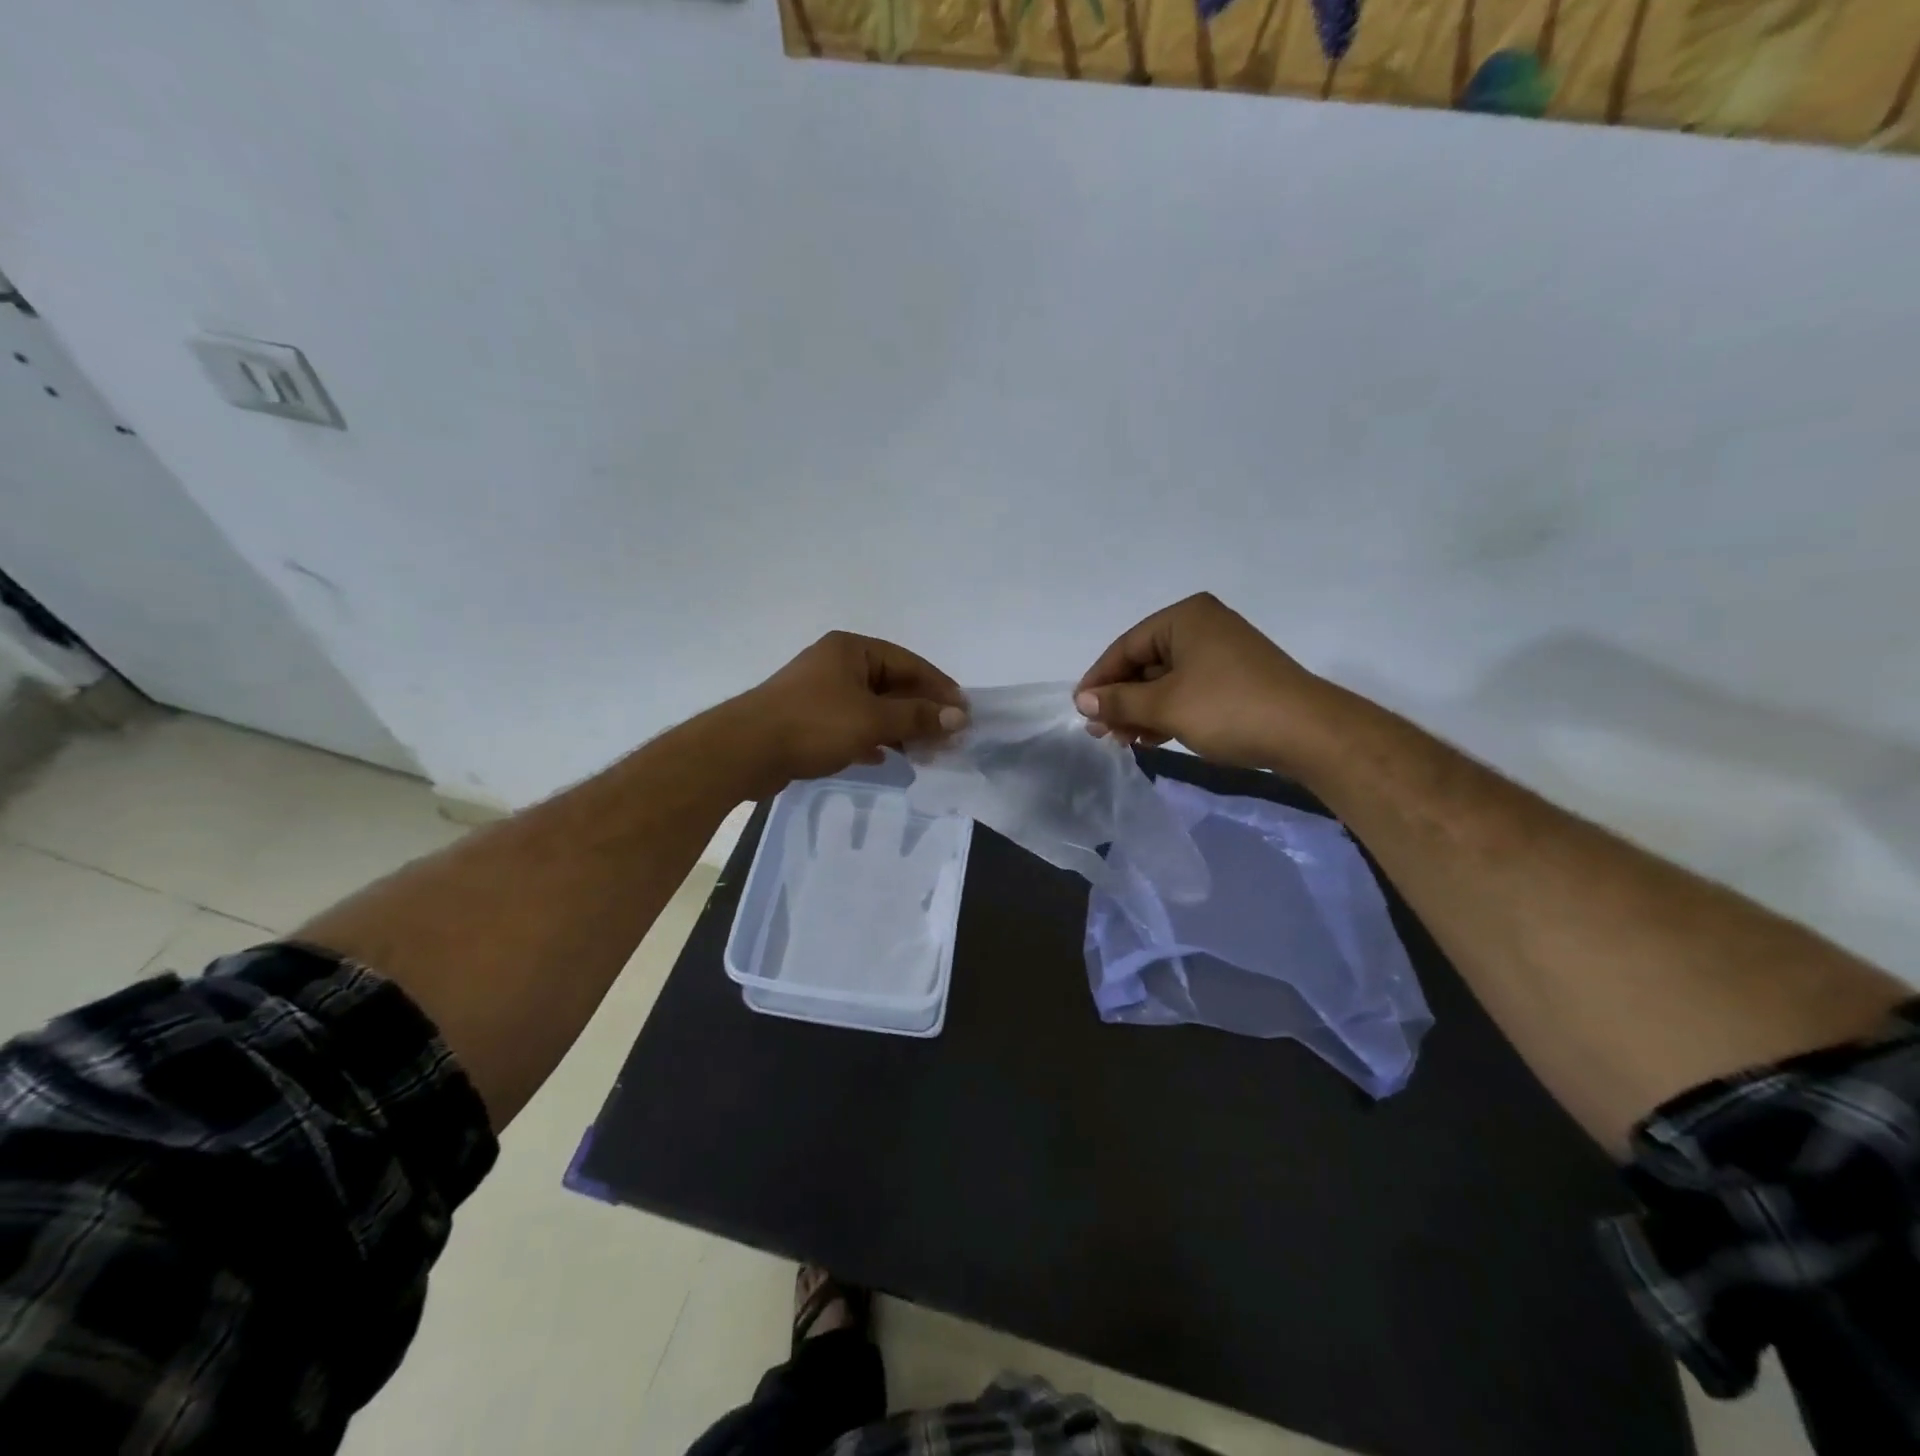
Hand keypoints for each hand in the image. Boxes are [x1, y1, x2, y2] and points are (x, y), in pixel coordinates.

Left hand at [727, 631, 967, 794]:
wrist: (745, 752)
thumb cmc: (814, 725)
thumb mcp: (872, 720)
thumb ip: (917, 717)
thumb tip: (959, 716)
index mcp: (852, 649)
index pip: (908, 663)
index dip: (939, 688)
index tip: (963, 713)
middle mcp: (836, 664)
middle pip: (891, 685)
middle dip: (920, 711)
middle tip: (948, 737)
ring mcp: (820, 692)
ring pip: (872, 707)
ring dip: (898, 728)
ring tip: (925, 752)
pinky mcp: (808, 719)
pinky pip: (851, 724)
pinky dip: (871, 738)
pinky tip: (886, 756)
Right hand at [1074, 593, 1335, 771]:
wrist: (1308, 733)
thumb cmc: (1228, 708)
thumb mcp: (1165, 706)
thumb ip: (1119, 702)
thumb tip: (1083, 702)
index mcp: (1184, 618)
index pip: (1126, 646)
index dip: (1099, 680)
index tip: (1080, 711)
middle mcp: (1202, 627)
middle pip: (1145, 662)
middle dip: (1121, 699)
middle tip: (1100, 732)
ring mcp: (1222, 653)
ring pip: (1165, 680)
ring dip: (1141, 710)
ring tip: (1122, 740)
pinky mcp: (1236, 679)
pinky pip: (1188, 690)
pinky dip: (1167, 712)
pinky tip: (1151, 737)